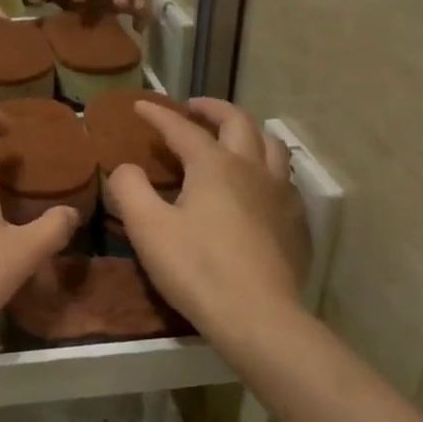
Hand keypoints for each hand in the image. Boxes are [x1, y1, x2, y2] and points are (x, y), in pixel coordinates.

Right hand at [104, 98, 308, 345]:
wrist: (258, 316)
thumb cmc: (197, 268)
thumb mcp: (147, 228)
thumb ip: (130, 189)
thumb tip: (127, 168)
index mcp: (215, 165)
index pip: (183, 129)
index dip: (159, 115)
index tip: (140, 105)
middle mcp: (252, 168)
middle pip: (238, 122)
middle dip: (213, 109)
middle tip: (193, 108)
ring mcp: (281, 194)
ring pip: (271, 145)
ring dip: (248, 131)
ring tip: (231, 137)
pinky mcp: (295, 222)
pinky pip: (284, 178)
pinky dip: (266, 166)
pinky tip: (258, 185)